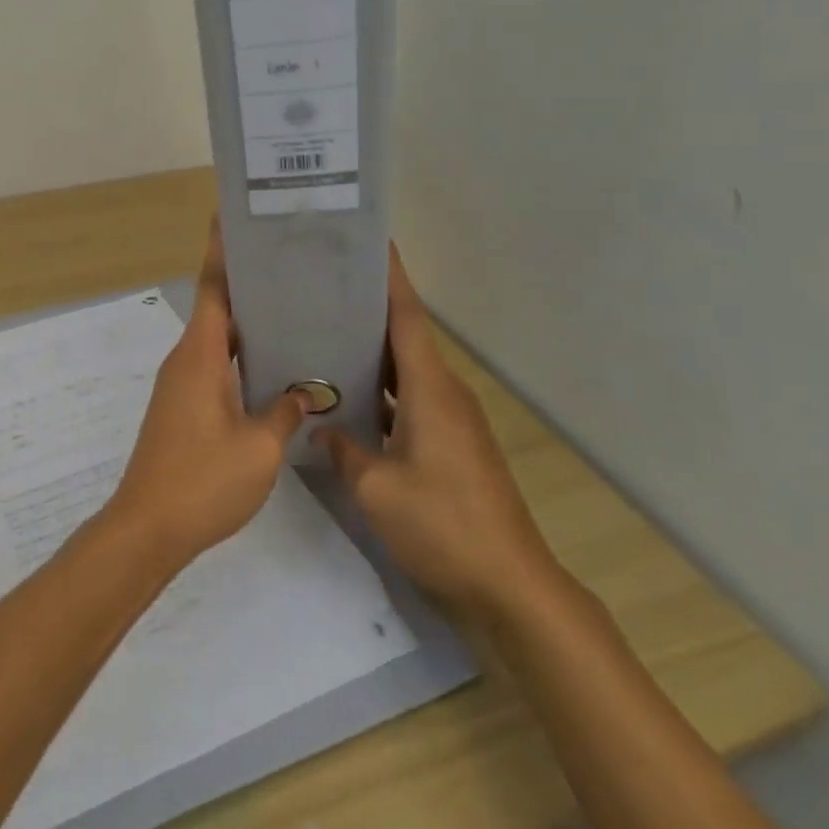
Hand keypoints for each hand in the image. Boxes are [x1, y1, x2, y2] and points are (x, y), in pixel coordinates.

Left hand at [105, 217, 306, 568]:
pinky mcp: (183, 407)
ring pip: (217, 339)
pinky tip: (272, 367)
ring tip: (291, 308)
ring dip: (246, 323)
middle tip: (289, 264)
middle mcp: (186, 359)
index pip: (211, 287)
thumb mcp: (259, 447)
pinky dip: (240, 355)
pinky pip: (214, 365)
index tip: (233, 217)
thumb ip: (284, 411)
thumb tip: (304, 390)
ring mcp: (181, 384)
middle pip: (216, 307)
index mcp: (199, 355)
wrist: (148, 529)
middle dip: (247, 283)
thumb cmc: (202, 481)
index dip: (221, 251)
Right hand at [315, 246, 561, 627]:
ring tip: (326, 333)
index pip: (407, 316)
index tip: (371, 241)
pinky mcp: (450, 446)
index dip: (390, 277)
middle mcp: (444, 393)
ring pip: (405, 371)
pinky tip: (349, 399)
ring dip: (372, 352)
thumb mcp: (376, 489)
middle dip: (368, 308)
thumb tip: (319, 426)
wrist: (509, 587)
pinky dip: (381, 391)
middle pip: (404, 336)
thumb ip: (342, 449)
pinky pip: (409, 400)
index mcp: (430, 388)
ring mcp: (450, 421)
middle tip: (323, 287)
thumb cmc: (443, 525)